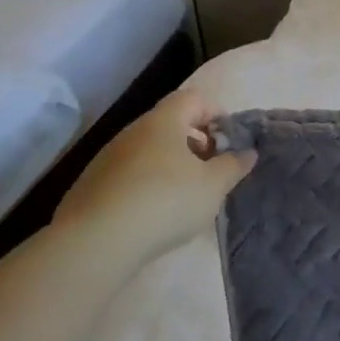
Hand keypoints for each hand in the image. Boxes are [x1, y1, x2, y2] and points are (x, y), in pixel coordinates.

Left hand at [54, 90, 254, 252]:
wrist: (96, 242)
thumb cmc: (166, 201)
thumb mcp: (214, 185)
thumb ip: (234, 165)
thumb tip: (248, 152)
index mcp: (164, 122)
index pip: (193, 98)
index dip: (216, 114)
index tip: (229, 142)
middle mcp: (133, 131)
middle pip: (170, 124)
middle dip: (195, 143)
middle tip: (211, 171)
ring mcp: (108, 158)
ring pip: (149, 150)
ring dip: (171, 165)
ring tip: (185, 196)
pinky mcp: (91, 185)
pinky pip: (129, 174)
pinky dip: (147, 184)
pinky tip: (153, 214)